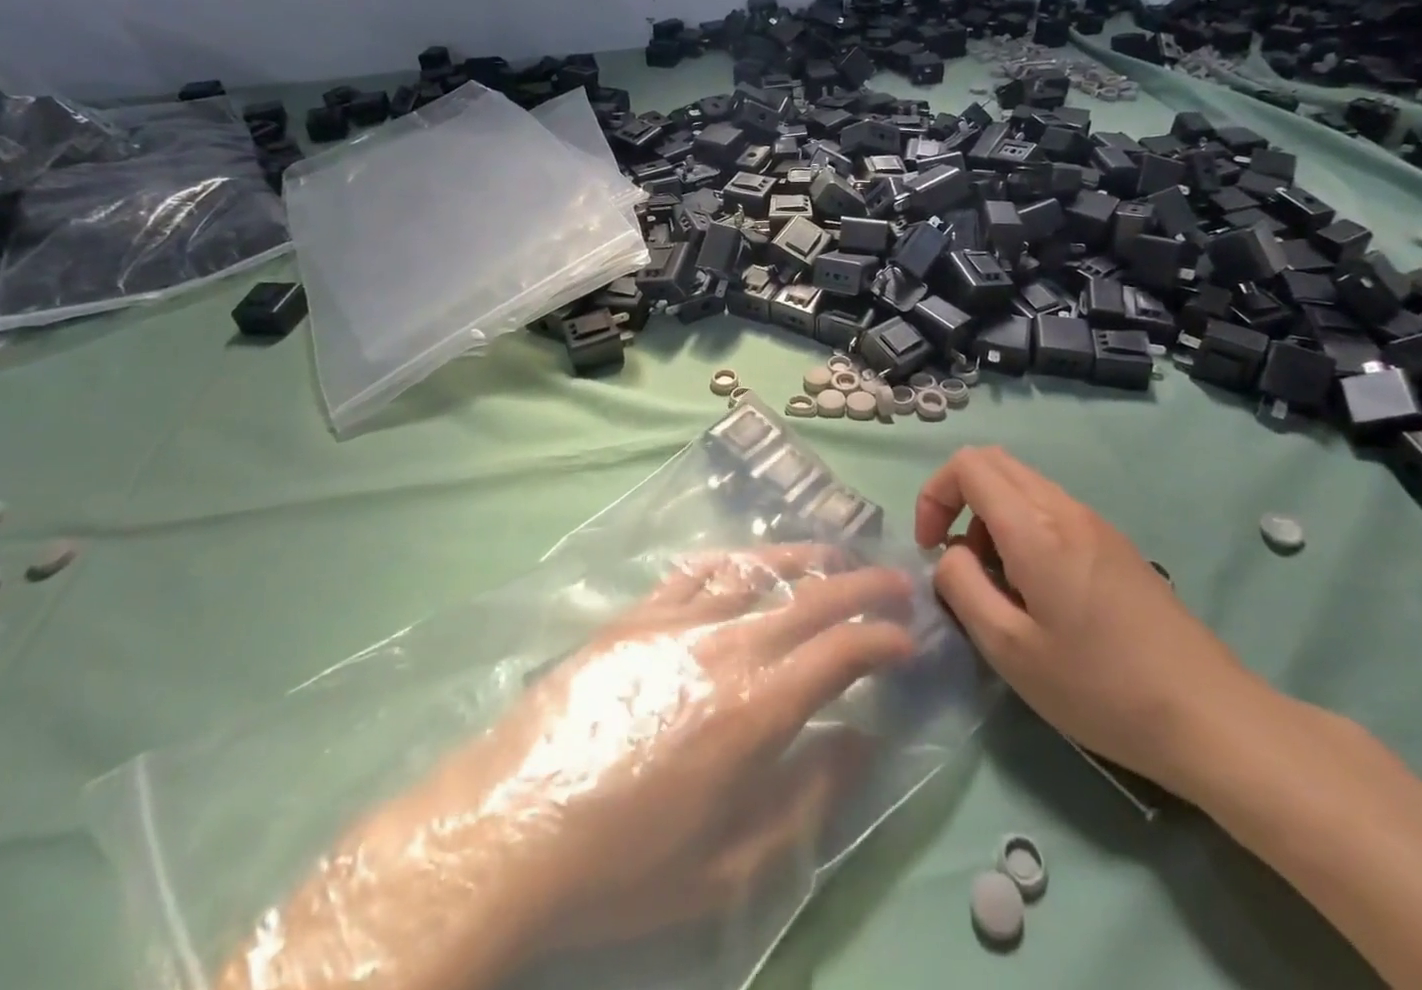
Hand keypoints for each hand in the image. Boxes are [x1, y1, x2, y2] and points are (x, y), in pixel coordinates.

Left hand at [395, 546, 915, 956]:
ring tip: (836, 555)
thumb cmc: (625, 865)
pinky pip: (696, 573)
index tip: (909, 640)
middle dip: (862, 586)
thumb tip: (860, 740)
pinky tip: (747, 563)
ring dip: (805, 559)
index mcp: (754, 709)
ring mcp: (676, 622)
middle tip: (897, 580)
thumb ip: (807, 798)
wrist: (511, 828)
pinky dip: (734, 562)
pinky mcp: (635, 617)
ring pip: (756, 571)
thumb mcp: (730, 866)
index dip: (883, 640)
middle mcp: (724, 647)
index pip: (839, 653)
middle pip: (810, 598)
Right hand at [914, 446, 1264, 796]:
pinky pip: (1051, 509)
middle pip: (994, 463)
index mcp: (1035, 527)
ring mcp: (1095, 522)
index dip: (934, 496)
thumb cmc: (1100, 687)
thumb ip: (962, 587)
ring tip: (998, 584)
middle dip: (959, 499)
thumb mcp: (1009, 649)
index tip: (932, 549)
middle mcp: (1064, 508)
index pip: (968, 465)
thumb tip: (950, 555)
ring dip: (992, 517)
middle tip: (957, 558)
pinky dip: (1023, 528)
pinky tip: (1038, 591)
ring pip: (1022, 485)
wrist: (1210, 716)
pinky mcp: (1114, 543)